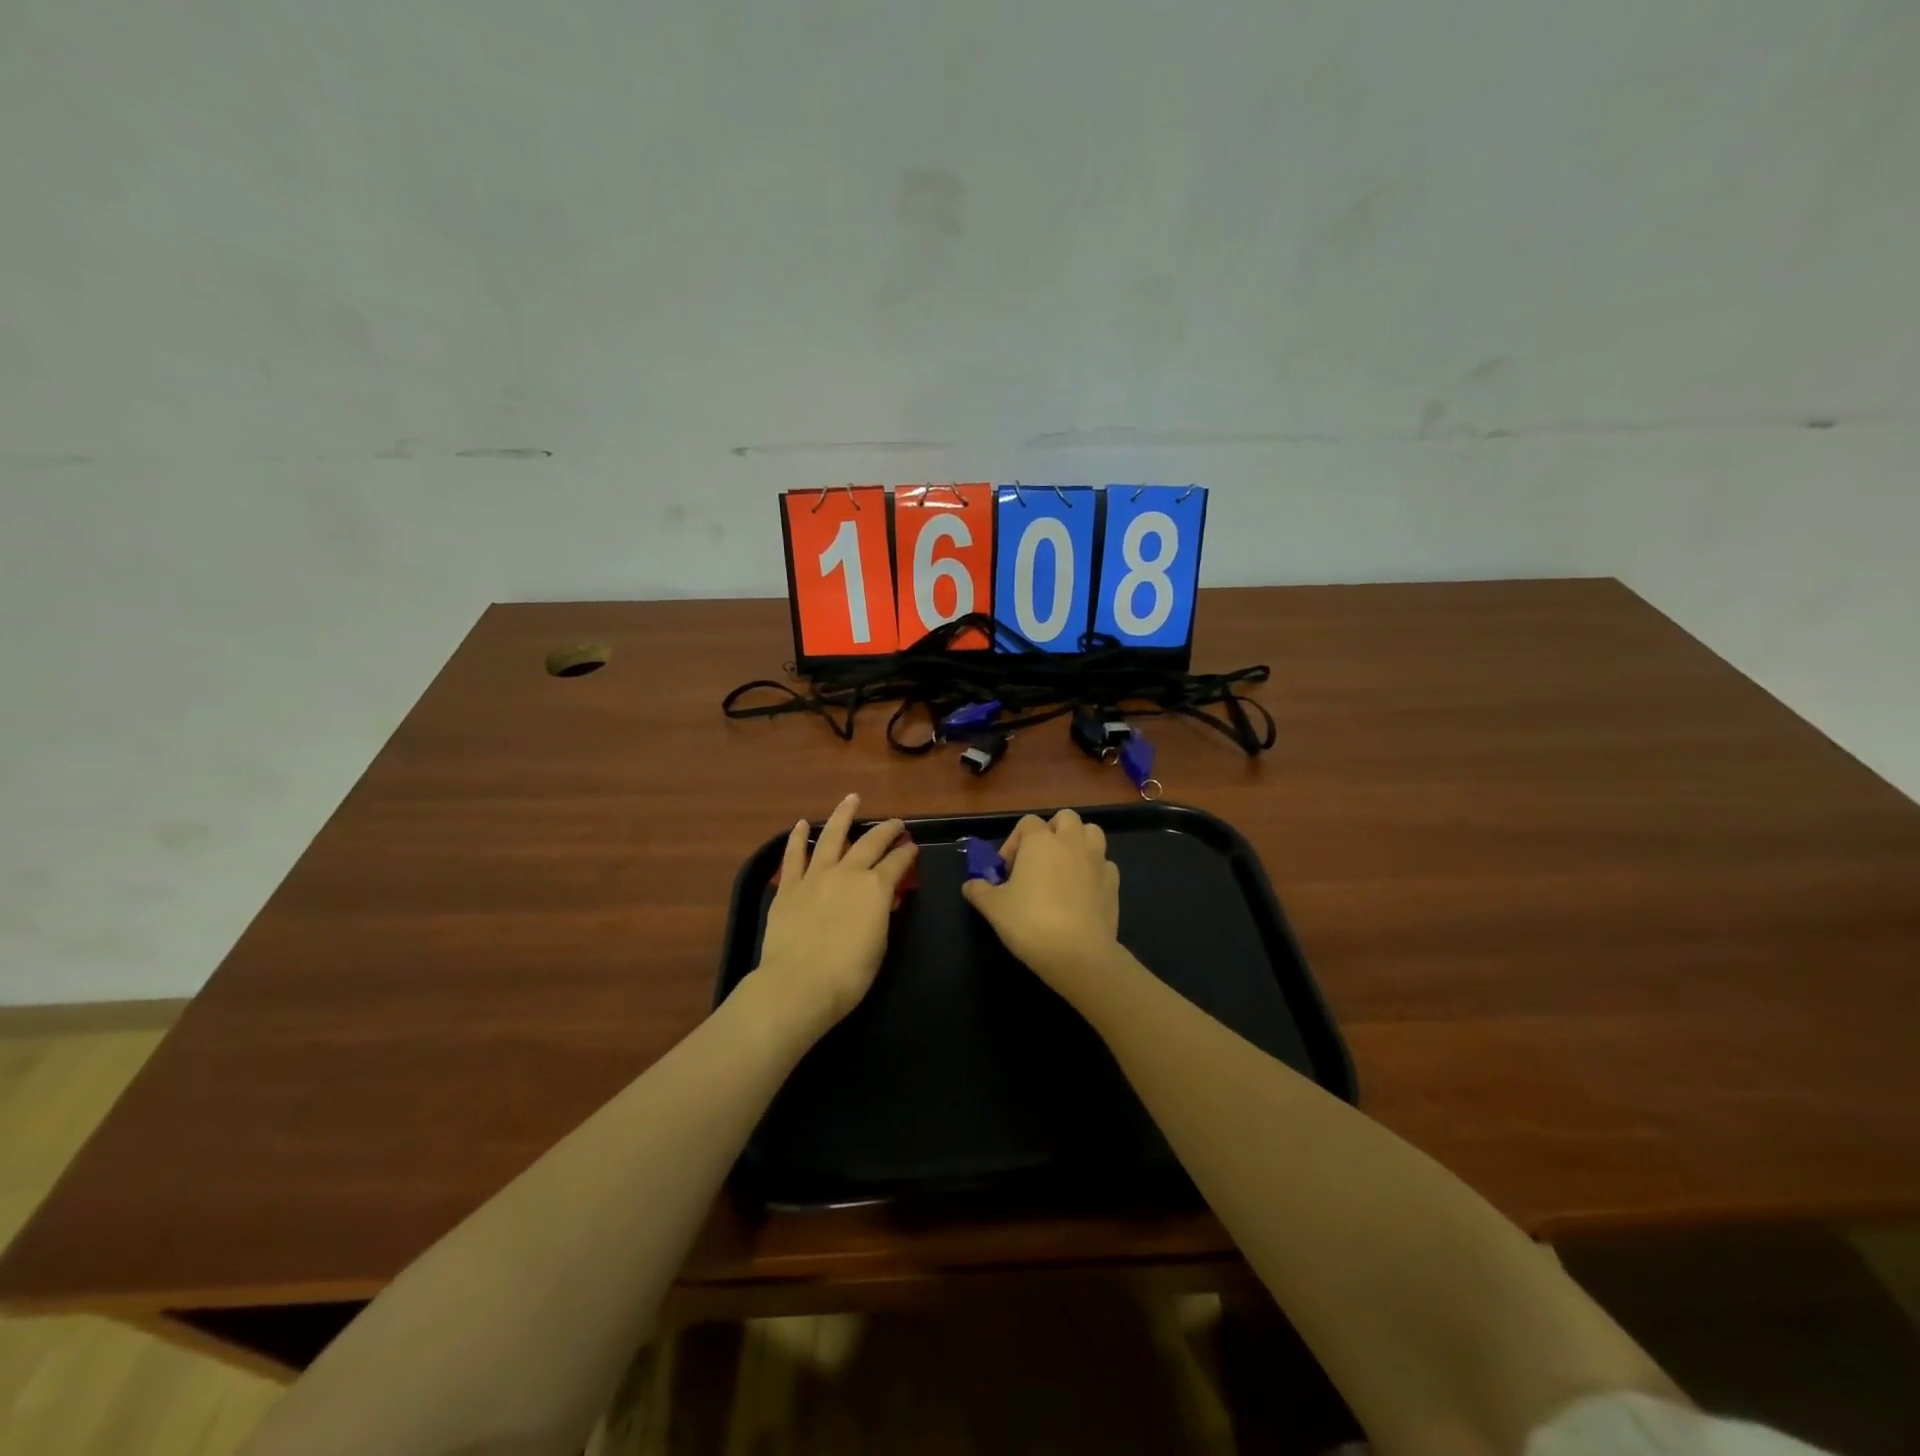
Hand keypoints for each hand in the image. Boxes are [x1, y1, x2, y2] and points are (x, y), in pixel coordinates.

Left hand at [752, 794, 916, 1040]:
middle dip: (886, 830)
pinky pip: (794, 855)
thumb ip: (881, 915)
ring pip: (832, 836)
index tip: (912, 848)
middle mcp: (848, 872)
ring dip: (843, 815)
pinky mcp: (789, 886)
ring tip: (851, 799)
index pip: (898, 863)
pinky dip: (798, 837)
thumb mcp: (878, 945)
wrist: (799, 983)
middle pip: (871, 842)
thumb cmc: (848, 974)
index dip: (907, 854)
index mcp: (876, 888)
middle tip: (895, 822)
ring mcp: (816, 876)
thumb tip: (884, 899)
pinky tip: (802, 823)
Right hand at [961, 809, 1119, 998]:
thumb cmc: (1030, 923)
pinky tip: (1083, 891)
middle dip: (1052, 831)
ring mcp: (1097, 860)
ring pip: (1092, 833)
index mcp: (1040, 841)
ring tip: (1065, 868)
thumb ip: (979, 891)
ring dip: (1078, 842)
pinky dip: (1094, 870)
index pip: (1027, 823)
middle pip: (1066, 818)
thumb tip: (970, 885)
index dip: (1014, 843)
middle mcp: (1071, 842)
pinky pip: (1104, 864)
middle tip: (1039, 860)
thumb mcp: (993, 908)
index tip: (1007, 871)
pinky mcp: (1114, 883)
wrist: (1078, 953)